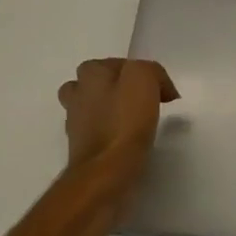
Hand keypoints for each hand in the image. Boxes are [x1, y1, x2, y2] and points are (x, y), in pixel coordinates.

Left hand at [57, 58, 178, 179]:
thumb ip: (151, 71)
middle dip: (116, 90)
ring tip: (134, 122)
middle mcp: (77, 95)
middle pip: (95, 84)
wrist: (106, 171)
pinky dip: (110, 135)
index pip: (116, 63)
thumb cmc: (124, 121)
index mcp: (90, 74)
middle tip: (141, 102)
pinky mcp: (81, 149)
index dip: (140, 73)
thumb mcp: (143, 79)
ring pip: (92, 109)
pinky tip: (127, 142)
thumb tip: (159, 87)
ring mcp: (75, 123)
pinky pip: (97, 134)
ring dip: (110, 112)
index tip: (159, 91)